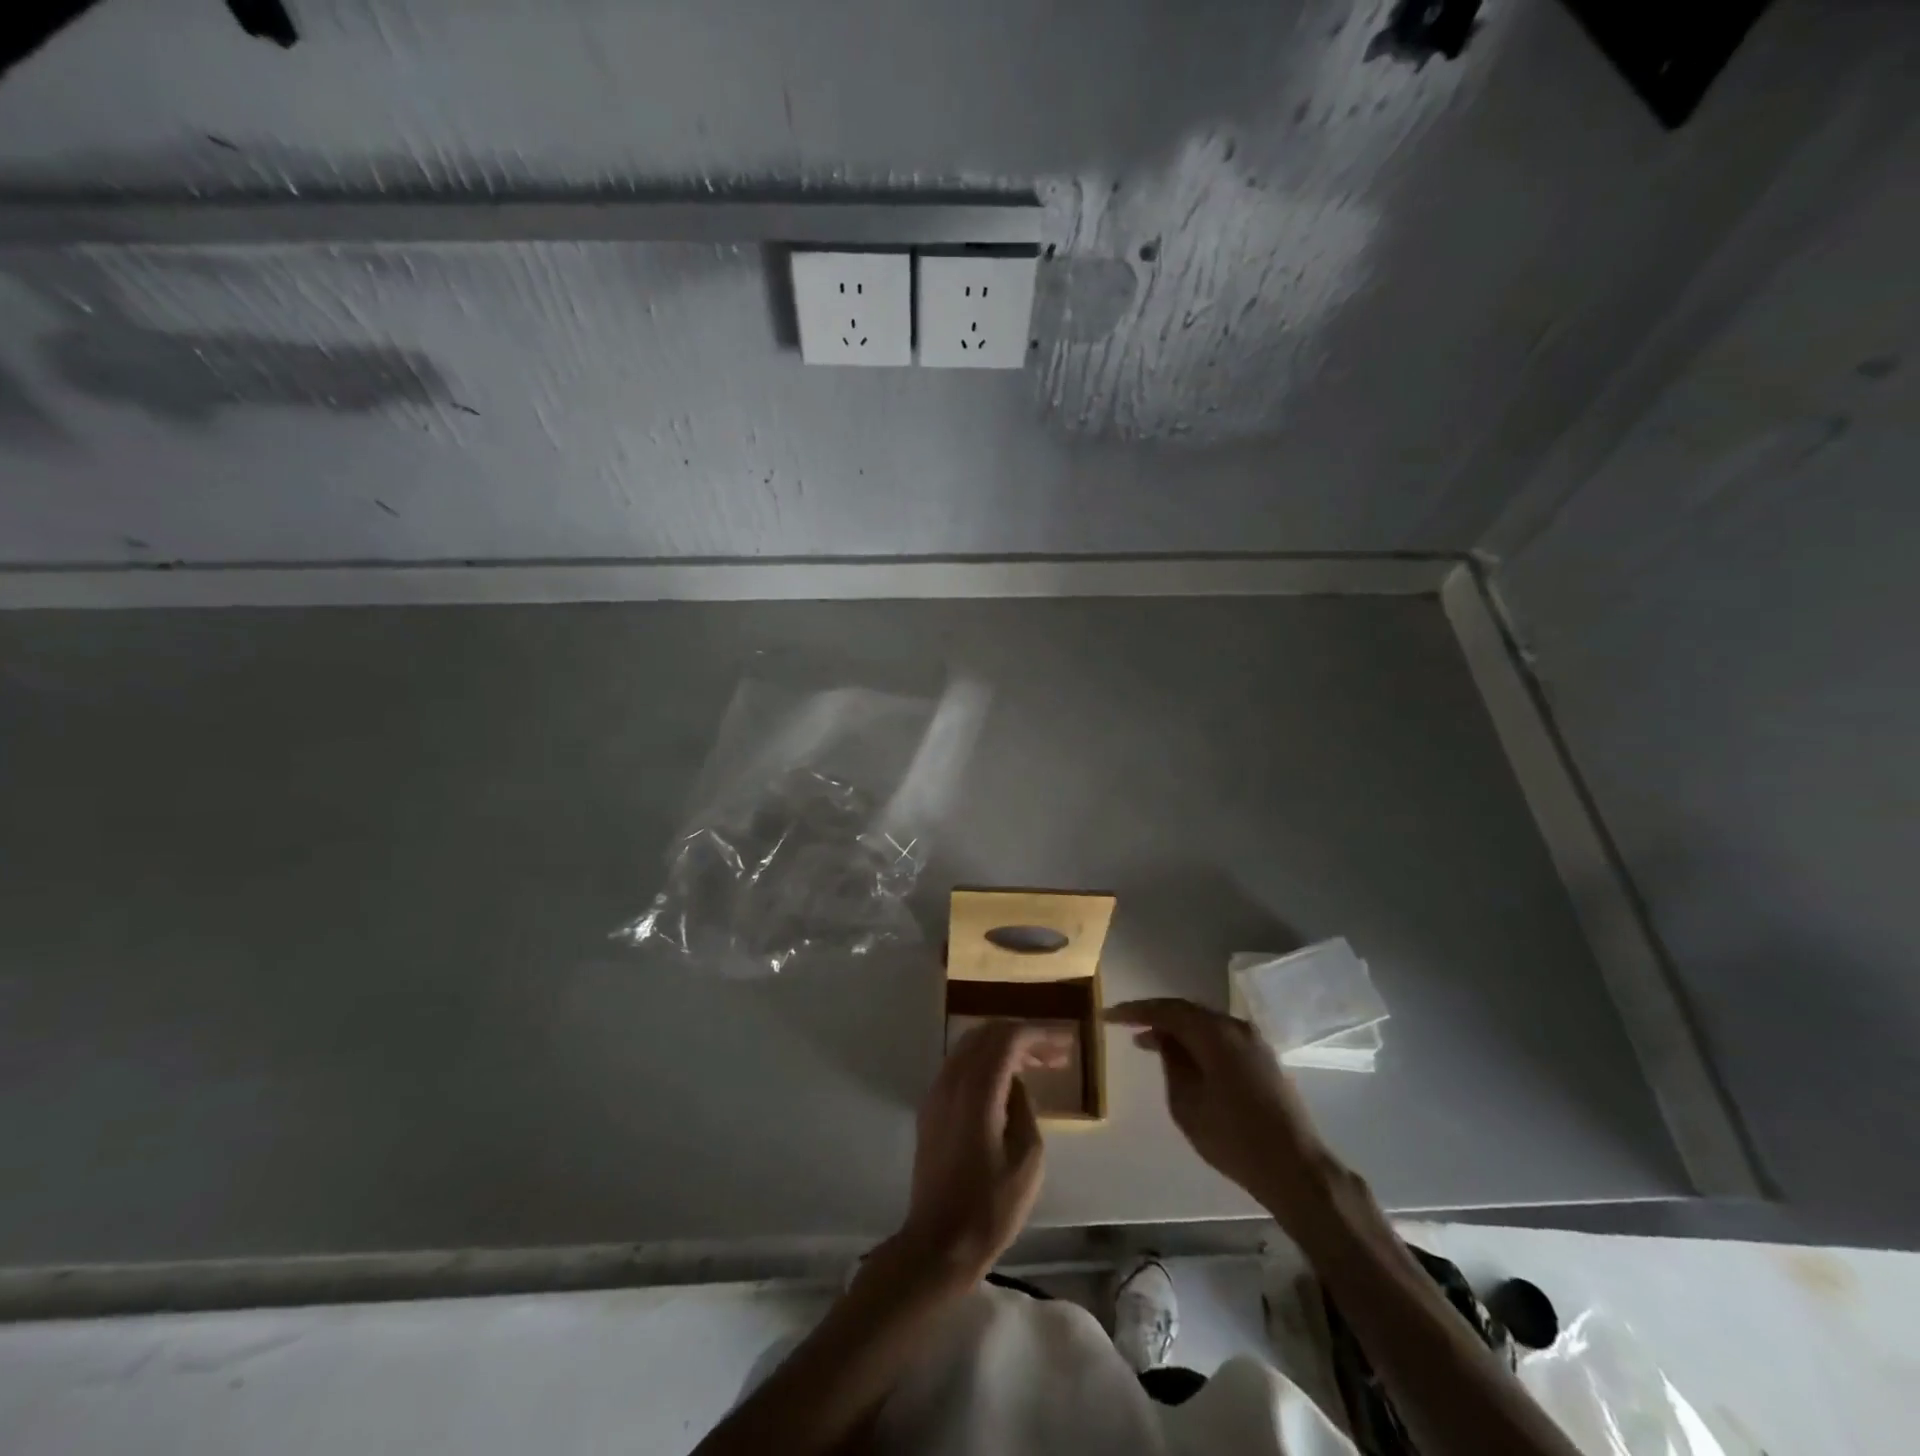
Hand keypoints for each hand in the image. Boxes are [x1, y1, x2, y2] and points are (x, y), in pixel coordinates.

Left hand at [896, 1021, 1066, 1285]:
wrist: (938, 1243)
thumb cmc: (990, 1207)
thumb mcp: (1028, 1159)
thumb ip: (1025, 1108)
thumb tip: (1017, 1084)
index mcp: (977, 1089)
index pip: (1008, 1037)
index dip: (1039, 1034)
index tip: (1066, 1043)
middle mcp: (952, 1080)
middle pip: (987, 1034)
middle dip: (1023, 1037)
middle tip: (1055, 1055)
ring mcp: (936, 1092)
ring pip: (971, 1047)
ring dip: (1004, 1048)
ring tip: (1037, 1066)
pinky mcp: (931, 1108)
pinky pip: (960, 1066)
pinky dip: (986, 1063)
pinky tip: (1007, 1085)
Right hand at [1108, 998, 1339, 1226]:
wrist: (1296, 1169)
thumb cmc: (1233, 1138)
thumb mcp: (1187, 1103)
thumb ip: (1172, 1063)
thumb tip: (1165, 1040)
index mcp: (1215, 1033)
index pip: (1167, 1010)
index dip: (1135, 1011)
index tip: (1108, 1015)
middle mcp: (1236, 1027)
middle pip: (1188, 1012)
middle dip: (1156, 1018)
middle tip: (1128, 1028)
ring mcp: (1254, 1042)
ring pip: (1206, 1024)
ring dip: (1178, 1031)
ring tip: (1151, 1044)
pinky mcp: (1264, 1059)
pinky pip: (1221, 1038)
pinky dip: (1198, 1042)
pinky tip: (1186, 1059)